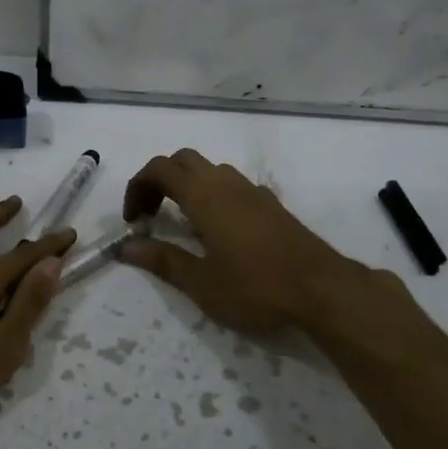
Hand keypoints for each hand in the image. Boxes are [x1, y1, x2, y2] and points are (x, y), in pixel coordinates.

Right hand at [121, 149, 375, 332]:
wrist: (321, 289)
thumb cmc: (255, 287)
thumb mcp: (201, 283)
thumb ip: (162, 260)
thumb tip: (126, 247)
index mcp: (204, 196)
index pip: (159, 169)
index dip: (137, 187)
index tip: (133, 220)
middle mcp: (226, 183)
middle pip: (182, 160)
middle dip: (159, 180)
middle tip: (151, 214)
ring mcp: (252, 191)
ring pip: (210, 168)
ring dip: (187, 184)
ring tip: (182, 222)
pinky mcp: (271, 203)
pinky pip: (232, 184)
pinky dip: (213, 193)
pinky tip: (220, 229)